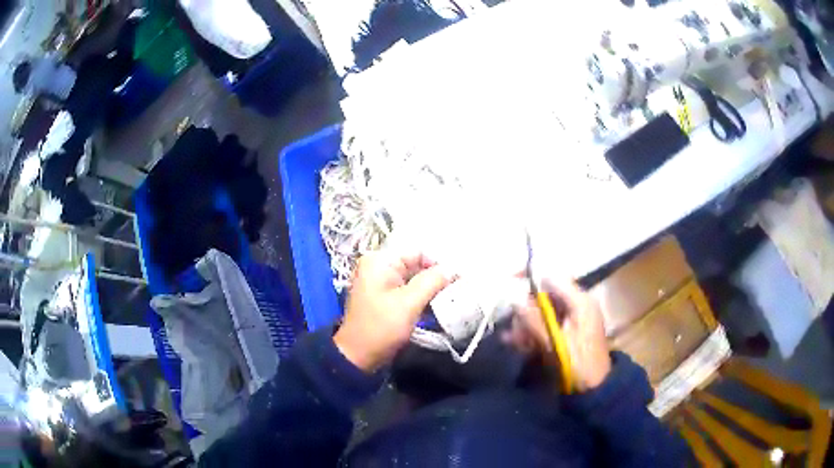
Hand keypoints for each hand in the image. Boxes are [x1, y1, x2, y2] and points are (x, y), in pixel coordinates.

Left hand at [334, 250, 454, 371]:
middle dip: (435, 276)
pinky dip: (420, 296)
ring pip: (413, 278)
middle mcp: (378, 266)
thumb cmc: (381, 327)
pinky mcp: (383, 296)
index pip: (417, 252)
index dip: (438, 264)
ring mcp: (379, 282)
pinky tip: (434, 304)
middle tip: (456, 289)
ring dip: (429, 288)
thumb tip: (453, 268)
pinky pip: (406, 289)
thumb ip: (432, 281)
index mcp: (379, 261)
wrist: (358, 356)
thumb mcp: (409, 303)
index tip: (457, 279)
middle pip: (415, 264)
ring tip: (449, 297)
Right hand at [502, 279, 610, 390]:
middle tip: (513, 328)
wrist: (595, 389)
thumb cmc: (578, 365)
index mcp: (580, 302)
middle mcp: (577, 305)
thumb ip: (534, 320)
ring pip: (543, 312)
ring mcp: (573, 319)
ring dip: (526, 324)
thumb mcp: (554, 343)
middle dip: (526, 310)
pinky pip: (547, 324)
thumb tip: (514, 298)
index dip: (529, 278)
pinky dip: (533, 332)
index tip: (507, 283)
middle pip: (545, 296)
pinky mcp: (568, 332)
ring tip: (514, 341)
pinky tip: (518, 344)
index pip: (552, 277)